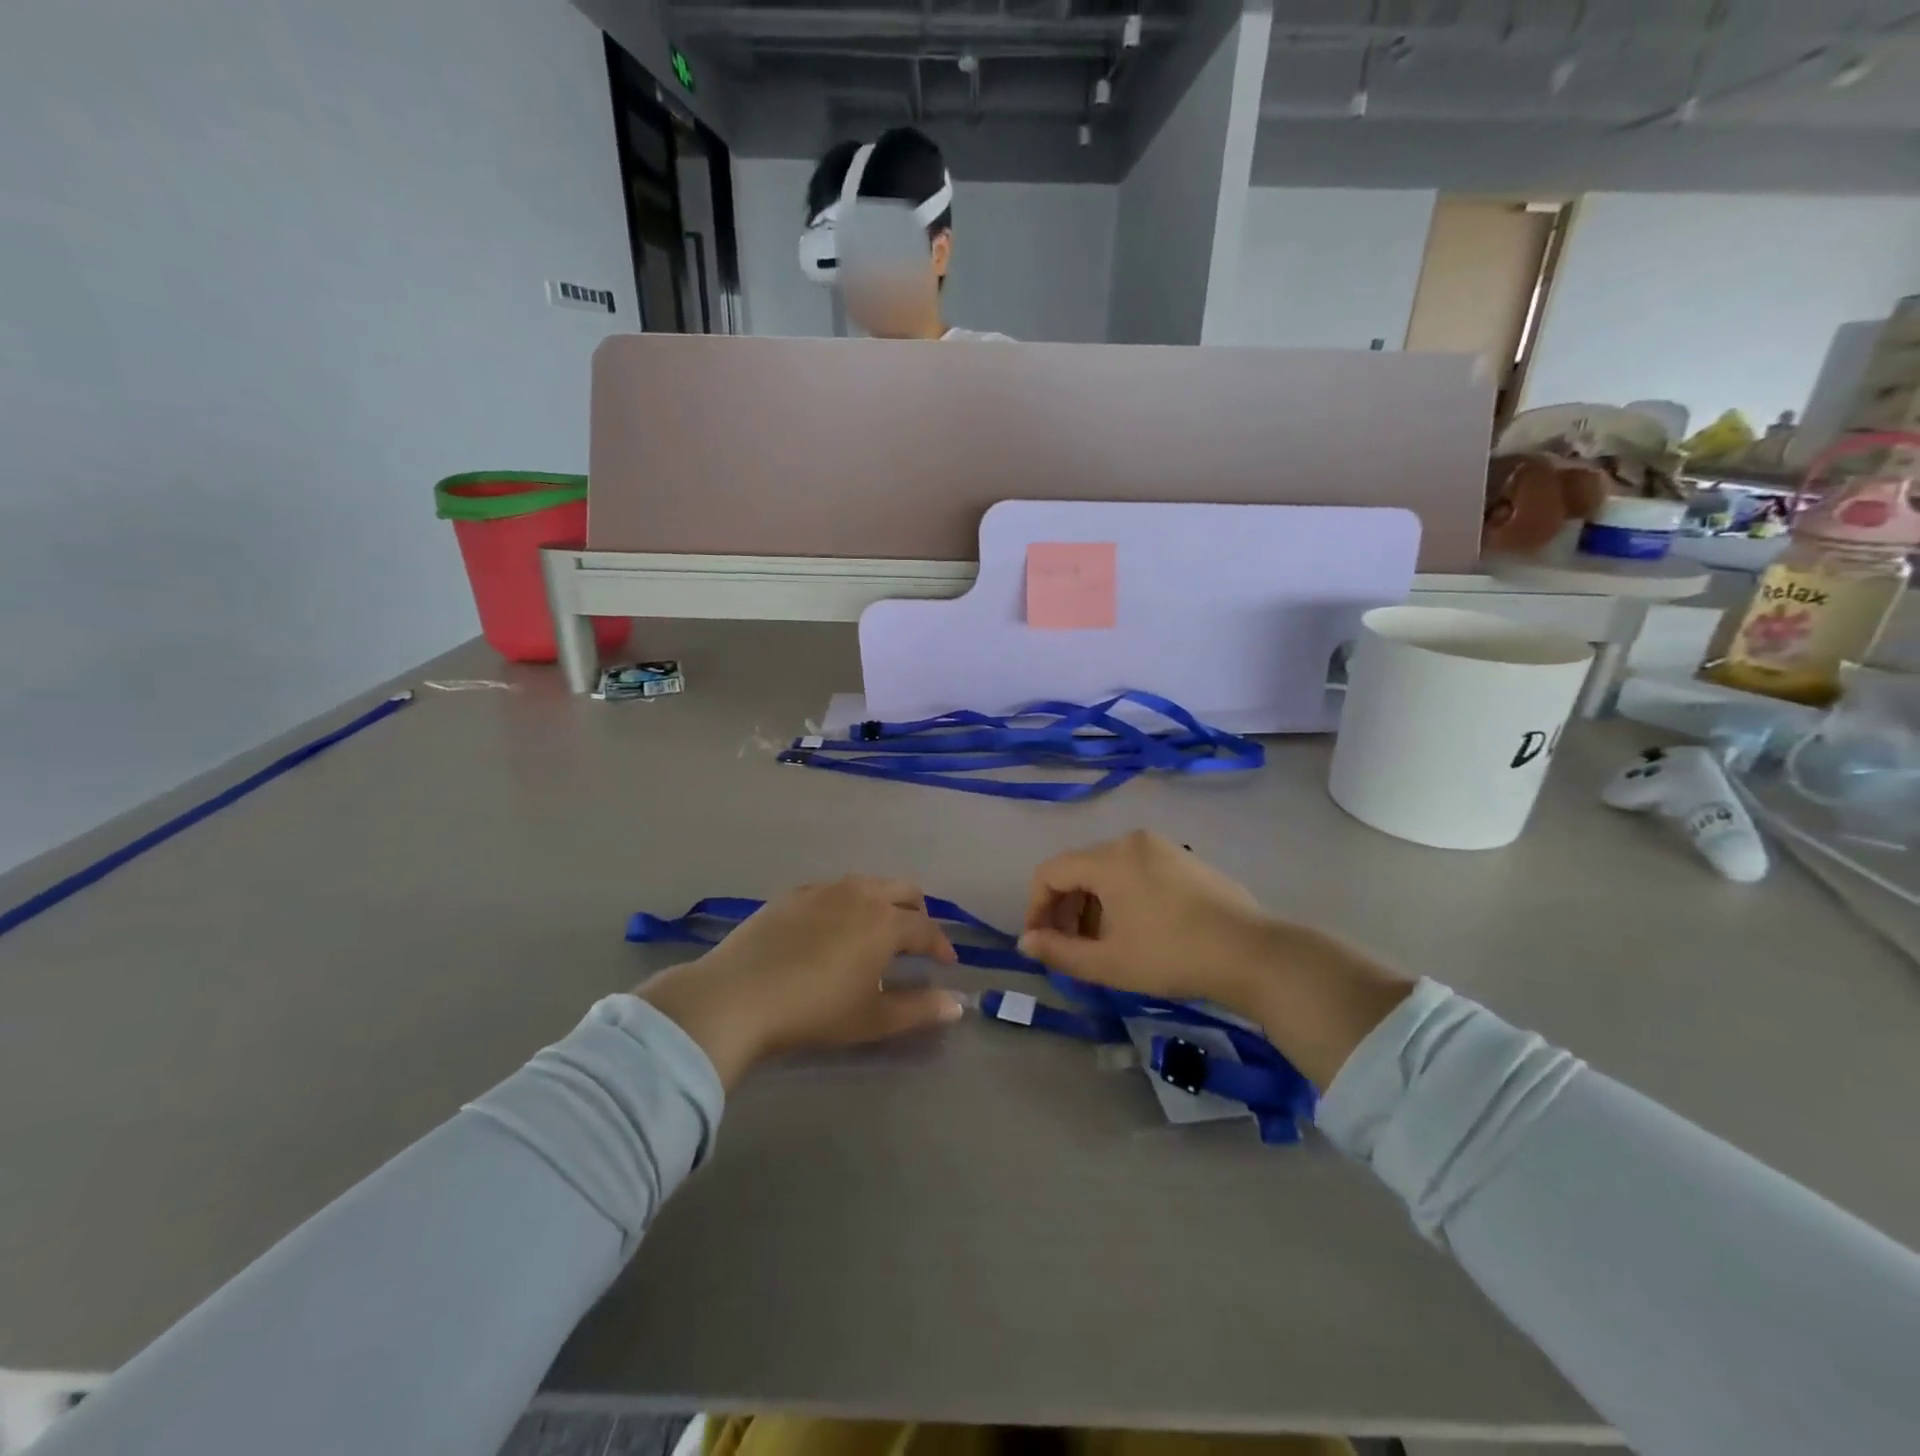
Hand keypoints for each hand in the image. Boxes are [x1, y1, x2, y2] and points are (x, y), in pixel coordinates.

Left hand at [637, 877, 964, 1087]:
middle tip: (916, 941)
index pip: (926, 928)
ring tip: (875, 932)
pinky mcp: (793, 893)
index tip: (946, 963)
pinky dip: (848, 903)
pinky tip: (833, 928)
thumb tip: (958, 1005)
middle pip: (904, 890)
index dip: (940, 945)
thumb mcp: (872, 1018)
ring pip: (868, 884)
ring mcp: (823, 889)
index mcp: (885, 922)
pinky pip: (834, 889)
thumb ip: (919, 1009)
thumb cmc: (814, 1011)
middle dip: (918, 912)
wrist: (737, 995)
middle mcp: (860, 894)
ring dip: (883, 903)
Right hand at [1019, 831, 1275, 1007]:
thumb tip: (1026, 942)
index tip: (1040, 943)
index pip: (1050, 872)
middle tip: (1069, 949)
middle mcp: (1131, 841)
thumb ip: (1059, 952)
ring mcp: (1162, 847)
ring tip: (1103, 945)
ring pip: (1108, 871)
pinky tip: (1136, 931)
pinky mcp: (1186, 860)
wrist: (1252, 954)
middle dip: (1065, 909)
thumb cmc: (1171, 956)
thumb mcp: (1108, 963)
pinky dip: (1122, 897)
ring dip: (1093, 906)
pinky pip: (1137, 871)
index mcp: (1109, 858)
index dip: (1035, 908)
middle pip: (1079, 869)